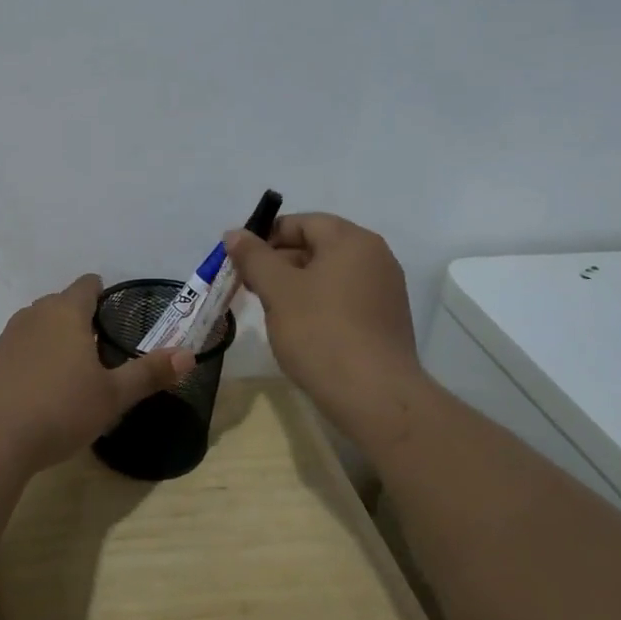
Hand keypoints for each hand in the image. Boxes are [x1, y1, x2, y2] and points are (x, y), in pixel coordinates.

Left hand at [0, 274, 194, 473]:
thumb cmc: (59, 409)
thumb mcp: (112, 396)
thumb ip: (149, 373)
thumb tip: (189, 355)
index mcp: (66, 311)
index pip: (87, 285)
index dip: (105, 294)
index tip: (118, 315)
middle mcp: (34, 314)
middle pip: (62, 304)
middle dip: (82, 320)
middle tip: (104, 349)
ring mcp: (7, 337)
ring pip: (39, 326)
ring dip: (57, 340)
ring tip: (75, 371)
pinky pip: (21, 349)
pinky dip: (35, 360)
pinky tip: (43, 392)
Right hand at [224, 213, 422, 421]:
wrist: (375, 396)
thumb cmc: (321, 333)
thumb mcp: (277, 290)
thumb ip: (253, 257)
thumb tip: (235, 233)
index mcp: (352, 240)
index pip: (302, 223)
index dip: (266, 237)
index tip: (240, 261)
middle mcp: (375, 257)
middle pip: (317, 246)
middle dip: (279, 262)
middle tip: (249, 286)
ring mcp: (384, 290)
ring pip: (329, 275)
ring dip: (296, 285)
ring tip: (269, 309)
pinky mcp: (385, 320)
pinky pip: (344, 298)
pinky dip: (318, 304)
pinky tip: (299, 328)